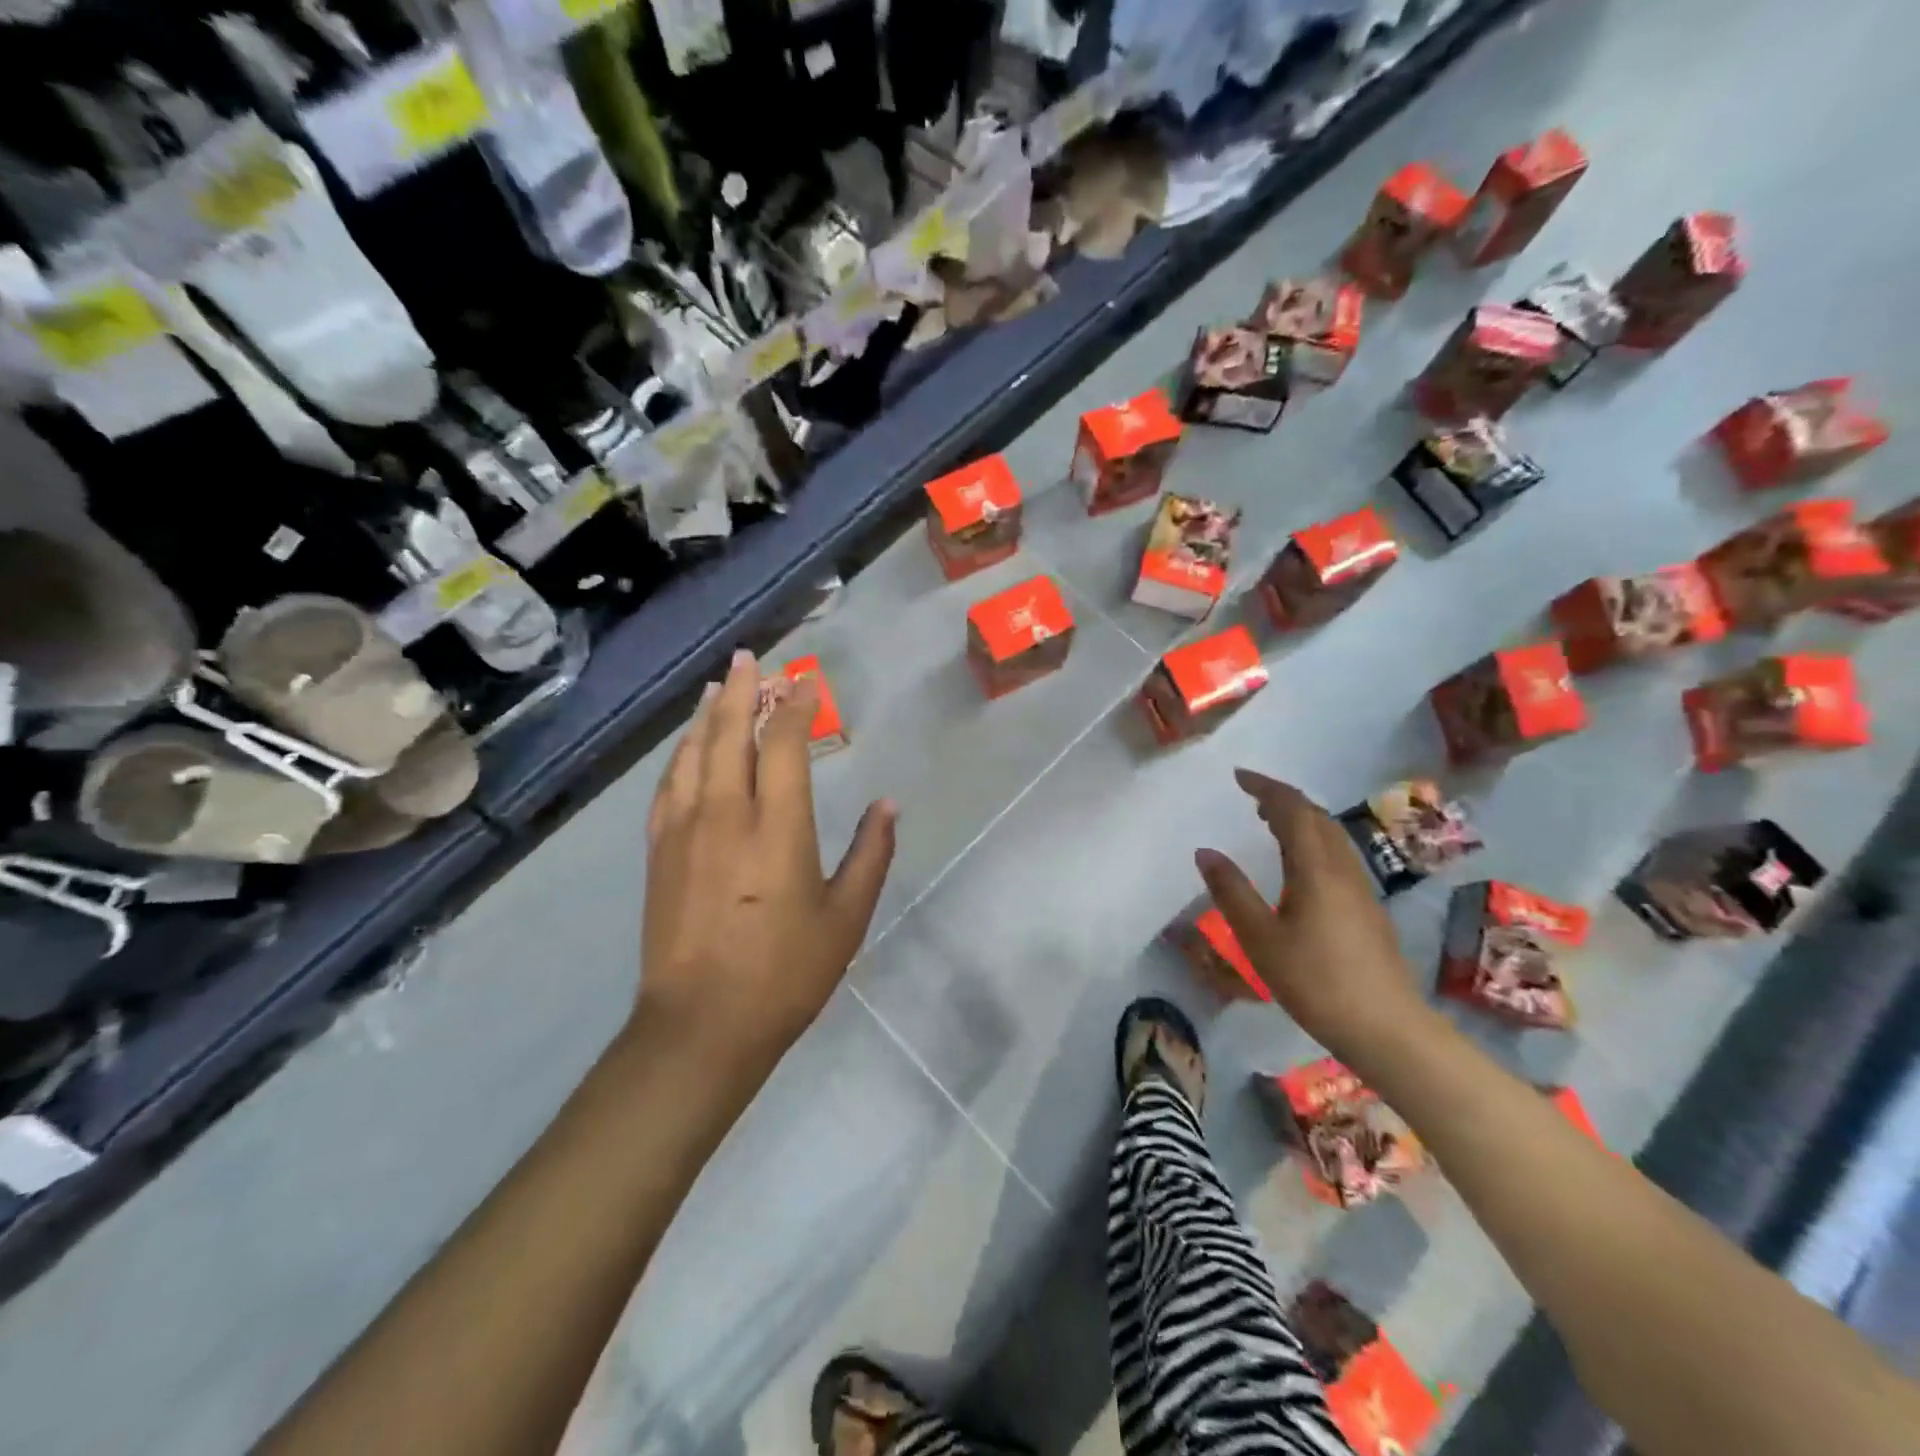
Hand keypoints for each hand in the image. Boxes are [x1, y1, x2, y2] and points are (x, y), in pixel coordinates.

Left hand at [635, 649, 896, 1073]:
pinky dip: (681, 754)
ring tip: (717, 688)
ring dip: (707, 714)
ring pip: (693, 753)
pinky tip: (686, 747)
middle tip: (750, 659)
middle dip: (742, 690)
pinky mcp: (659, 851)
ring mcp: (684, 830)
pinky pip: (668, 785)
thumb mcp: (846, 918)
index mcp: (778, 827)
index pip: (785, 745)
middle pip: (729, 733)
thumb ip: (871, 855)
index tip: (806, 683)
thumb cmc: (785, 973)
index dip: (796, 707)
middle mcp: (726, 814)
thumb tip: (887, 805)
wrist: (700, 1025)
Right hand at [1195, 769, 1428, 1056]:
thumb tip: (1205, 851)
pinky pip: (1336, 855)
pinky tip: (1298, 865)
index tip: (1238, 777)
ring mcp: (1360, 888)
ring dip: (1300, 819)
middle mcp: (1342, 868)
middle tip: (1251, 796)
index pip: (1292, 810)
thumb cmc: (1316, 981)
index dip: (1266, 788)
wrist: (1388, 1028)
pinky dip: (1312, 841)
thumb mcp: (1260, 938)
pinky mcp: (1367, 908)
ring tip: (1269, 821)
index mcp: (1316, 868)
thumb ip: (1232, 892)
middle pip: (1316, 817)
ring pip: (1330, 836)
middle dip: (1283, 799)